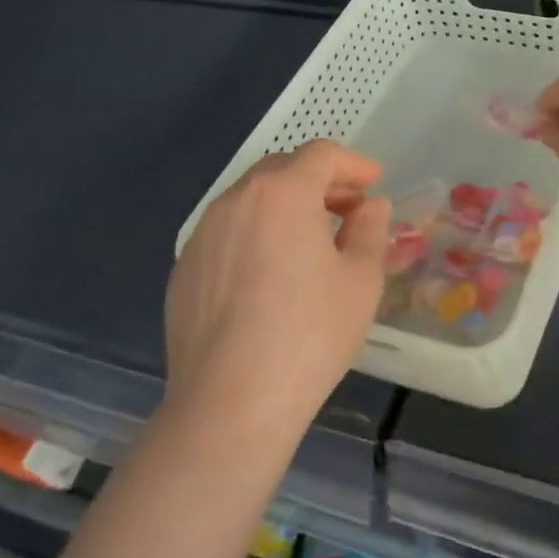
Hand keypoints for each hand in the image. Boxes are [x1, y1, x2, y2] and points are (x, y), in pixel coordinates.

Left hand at [164, 141, 389, 441]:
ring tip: (312, 240)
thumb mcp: (360, 279)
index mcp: (282, 193)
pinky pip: (228, 233)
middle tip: (349, 209)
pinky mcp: (184, 269)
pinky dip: (257, 234)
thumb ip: (370, 230)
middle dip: (320, 182)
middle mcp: (236, 201)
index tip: (374, 183)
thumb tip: (369, 207)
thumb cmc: (310, 333)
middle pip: (282, 170)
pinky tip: (271, 275)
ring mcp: (202, 235)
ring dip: (287, 206)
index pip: (321, 155)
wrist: (230, 403)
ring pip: (251, 201)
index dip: (353, 164)